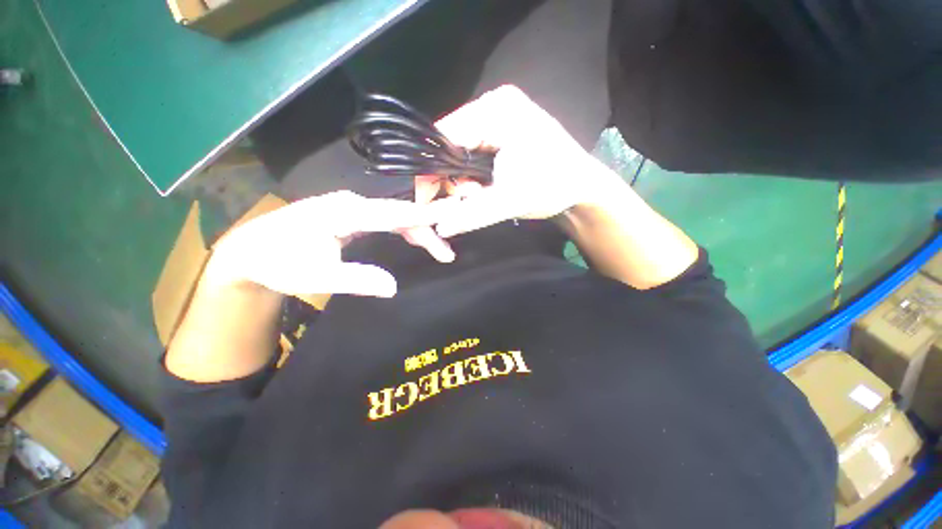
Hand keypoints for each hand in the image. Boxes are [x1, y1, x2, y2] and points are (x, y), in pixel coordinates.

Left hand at [203, 191, 452, 297]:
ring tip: (440, 251)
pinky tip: (416, 239)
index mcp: (344, 213)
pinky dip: (405, 230)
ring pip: (395, 217)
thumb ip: (354, 279)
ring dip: (419, 232)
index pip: (394, 213)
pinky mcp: (352, 216)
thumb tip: (393, 287)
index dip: (424, 215)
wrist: (252, 250)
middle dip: (428, 231)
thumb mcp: (313, 278)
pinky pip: (386, 220)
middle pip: (400, 214)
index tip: (452, 215)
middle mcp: (352, 204)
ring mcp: (352, 208)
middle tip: (447, 254)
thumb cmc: (279, 263)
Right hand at [415, 85, 624, 237]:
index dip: (432, 173)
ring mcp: (494, 118)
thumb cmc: (555, 187)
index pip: (444, 138)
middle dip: (449, 180)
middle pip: (448, 145)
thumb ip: (472, 214)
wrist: (582, 187)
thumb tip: (438, 227)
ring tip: (475, 198)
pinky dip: (467, 177)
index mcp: (495, 111)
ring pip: (456, 152)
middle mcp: (491, 106)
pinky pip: (468, 155)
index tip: (431, 205)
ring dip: (459, 181)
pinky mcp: (497, 132)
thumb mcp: (512, 201)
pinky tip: (478, 191)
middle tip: (461, 204)